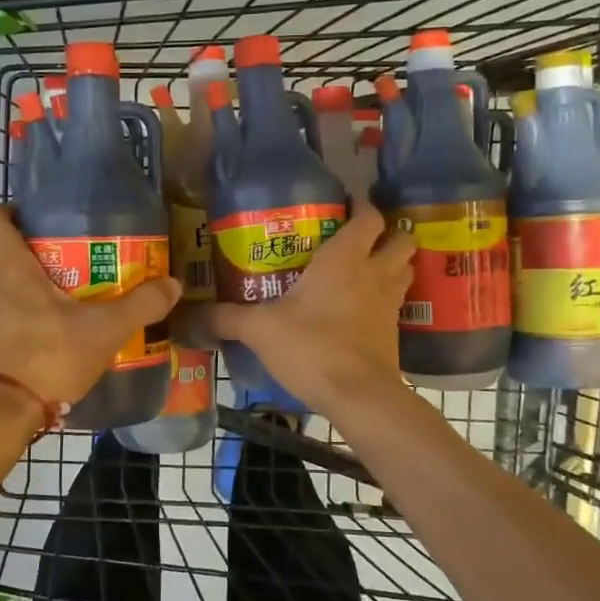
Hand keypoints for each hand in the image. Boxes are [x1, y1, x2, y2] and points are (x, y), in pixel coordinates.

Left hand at [0, 205, 180, 415]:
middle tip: (67, 287)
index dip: (8, 212)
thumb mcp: (103, 332)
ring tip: (53, 328)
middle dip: (32, 271)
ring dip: (19, 306)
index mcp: (8, 268)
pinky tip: (32, 357)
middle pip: (3, 263)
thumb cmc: (46, 359)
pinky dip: (5, 336)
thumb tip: (173, 284)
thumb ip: (140, 305)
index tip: (32, 222)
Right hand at [208, 203, 414, 418]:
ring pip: (405, 268)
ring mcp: (390, 303)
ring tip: (366, 268)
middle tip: (360, 239)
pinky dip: (388, 297)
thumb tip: (193, 315)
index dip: (361, 206)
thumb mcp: (260, 330)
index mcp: (344, 258)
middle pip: (400, 238)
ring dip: (393, 263)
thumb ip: (227, 318)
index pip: (368, 216)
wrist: (358, 396)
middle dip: (388, 233)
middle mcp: (374, 273)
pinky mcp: (395, 332)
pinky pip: (398, 302)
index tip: (346, 204)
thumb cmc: (311, 347)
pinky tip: (365, 308)